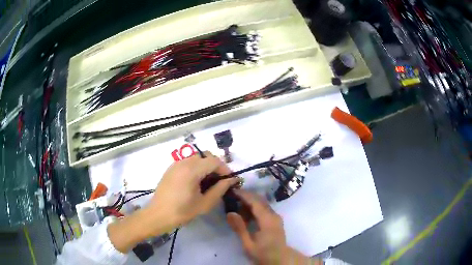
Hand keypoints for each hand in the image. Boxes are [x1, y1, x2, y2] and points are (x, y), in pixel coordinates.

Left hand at [150, 151, 239, 228]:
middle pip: (205, 156)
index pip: (214, 161)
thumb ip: (220, 189)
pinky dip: (196, 167)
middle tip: (220, 181)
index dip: (225, 169)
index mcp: (192, 170)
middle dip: (216, 166)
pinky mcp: (171, 168)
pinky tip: (196, 182)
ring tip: (208, 182)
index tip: (229, 180)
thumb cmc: (182, 211)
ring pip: (197, 158)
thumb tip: (232, 180)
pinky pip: (187, 162)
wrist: (158, 215)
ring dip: (206, 166)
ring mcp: (176, 164)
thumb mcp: (205, 203)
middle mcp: (183, 162)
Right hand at [227, 190, 317, 264]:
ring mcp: (276, 217)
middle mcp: (274, 215)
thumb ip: (240, 228)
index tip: (232, 191)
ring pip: (262, 204)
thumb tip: (230, 213)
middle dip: (246, 196)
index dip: (244, 195)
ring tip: (236, 206)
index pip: (255, 202)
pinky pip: (264, 209)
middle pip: (260, 200)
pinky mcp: (275, 220)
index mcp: (267, 220)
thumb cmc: (263, 253)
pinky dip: (254, 208)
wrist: (279, 259)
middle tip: (232, 197)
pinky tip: (245, 214)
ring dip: (250, 202)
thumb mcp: (248, 244)